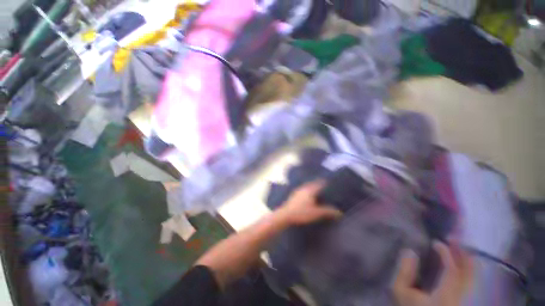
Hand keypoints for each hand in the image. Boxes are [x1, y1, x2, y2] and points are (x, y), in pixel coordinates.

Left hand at [276, 180, 342, 225]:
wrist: (285, 215)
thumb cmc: (301, 212)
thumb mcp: (316, 213)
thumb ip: (328, 211)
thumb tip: (339, 212)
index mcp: (310, 190)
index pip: (319, 183)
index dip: (325, 182)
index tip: (330, 182)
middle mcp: (304, 188)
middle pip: (313, 184)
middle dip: (318, 184)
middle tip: (325, 186)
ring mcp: (298, 191)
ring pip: (307, 187)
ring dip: (312, 187)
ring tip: (317, 191)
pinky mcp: (293, 195)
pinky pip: (303, 190)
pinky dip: (307, 191)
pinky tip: (308, 196)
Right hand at [393, 242, 473, 305]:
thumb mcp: (401, 292)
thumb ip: (405, 272)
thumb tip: (410, 251)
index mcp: (445, 295)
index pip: (452, 270)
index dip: (446, 254)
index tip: (436, 243)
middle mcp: (461, 297)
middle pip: (469, 272)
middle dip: (462, 253)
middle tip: (454, 239)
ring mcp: (465, 299)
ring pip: (472, 277)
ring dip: (467, 260)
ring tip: (459, 248)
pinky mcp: (463, 299)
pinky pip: (470, 282)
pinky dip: (468, 270)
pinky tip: (463, 263)